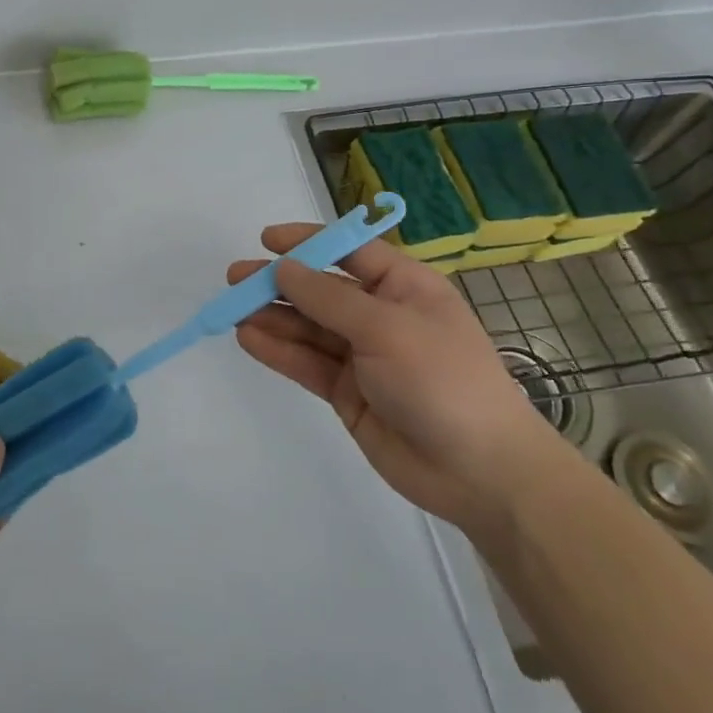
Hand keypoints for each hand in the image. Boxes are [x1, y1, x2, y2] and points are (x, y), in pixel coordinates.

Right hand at [229, 225, 568, 530]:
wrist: (481, 473)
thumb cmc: (443, 379)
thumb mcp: (386, 328)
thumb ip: (328, 298)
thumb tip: (283, 267)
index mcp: (403, 286)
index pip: (349, 251)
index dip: (309, 241)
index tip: (267, 239)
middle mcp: (380, 315)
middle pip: (320, 290)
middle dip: (278, 282)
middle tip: (234, 278)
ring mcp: (363, 356)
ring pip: (308, 327)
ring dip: (271, 317)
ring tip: (230, 310)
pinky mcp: (348, 393)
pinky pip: (307, 363)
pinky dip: (278, 350)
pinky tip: (248, 339)